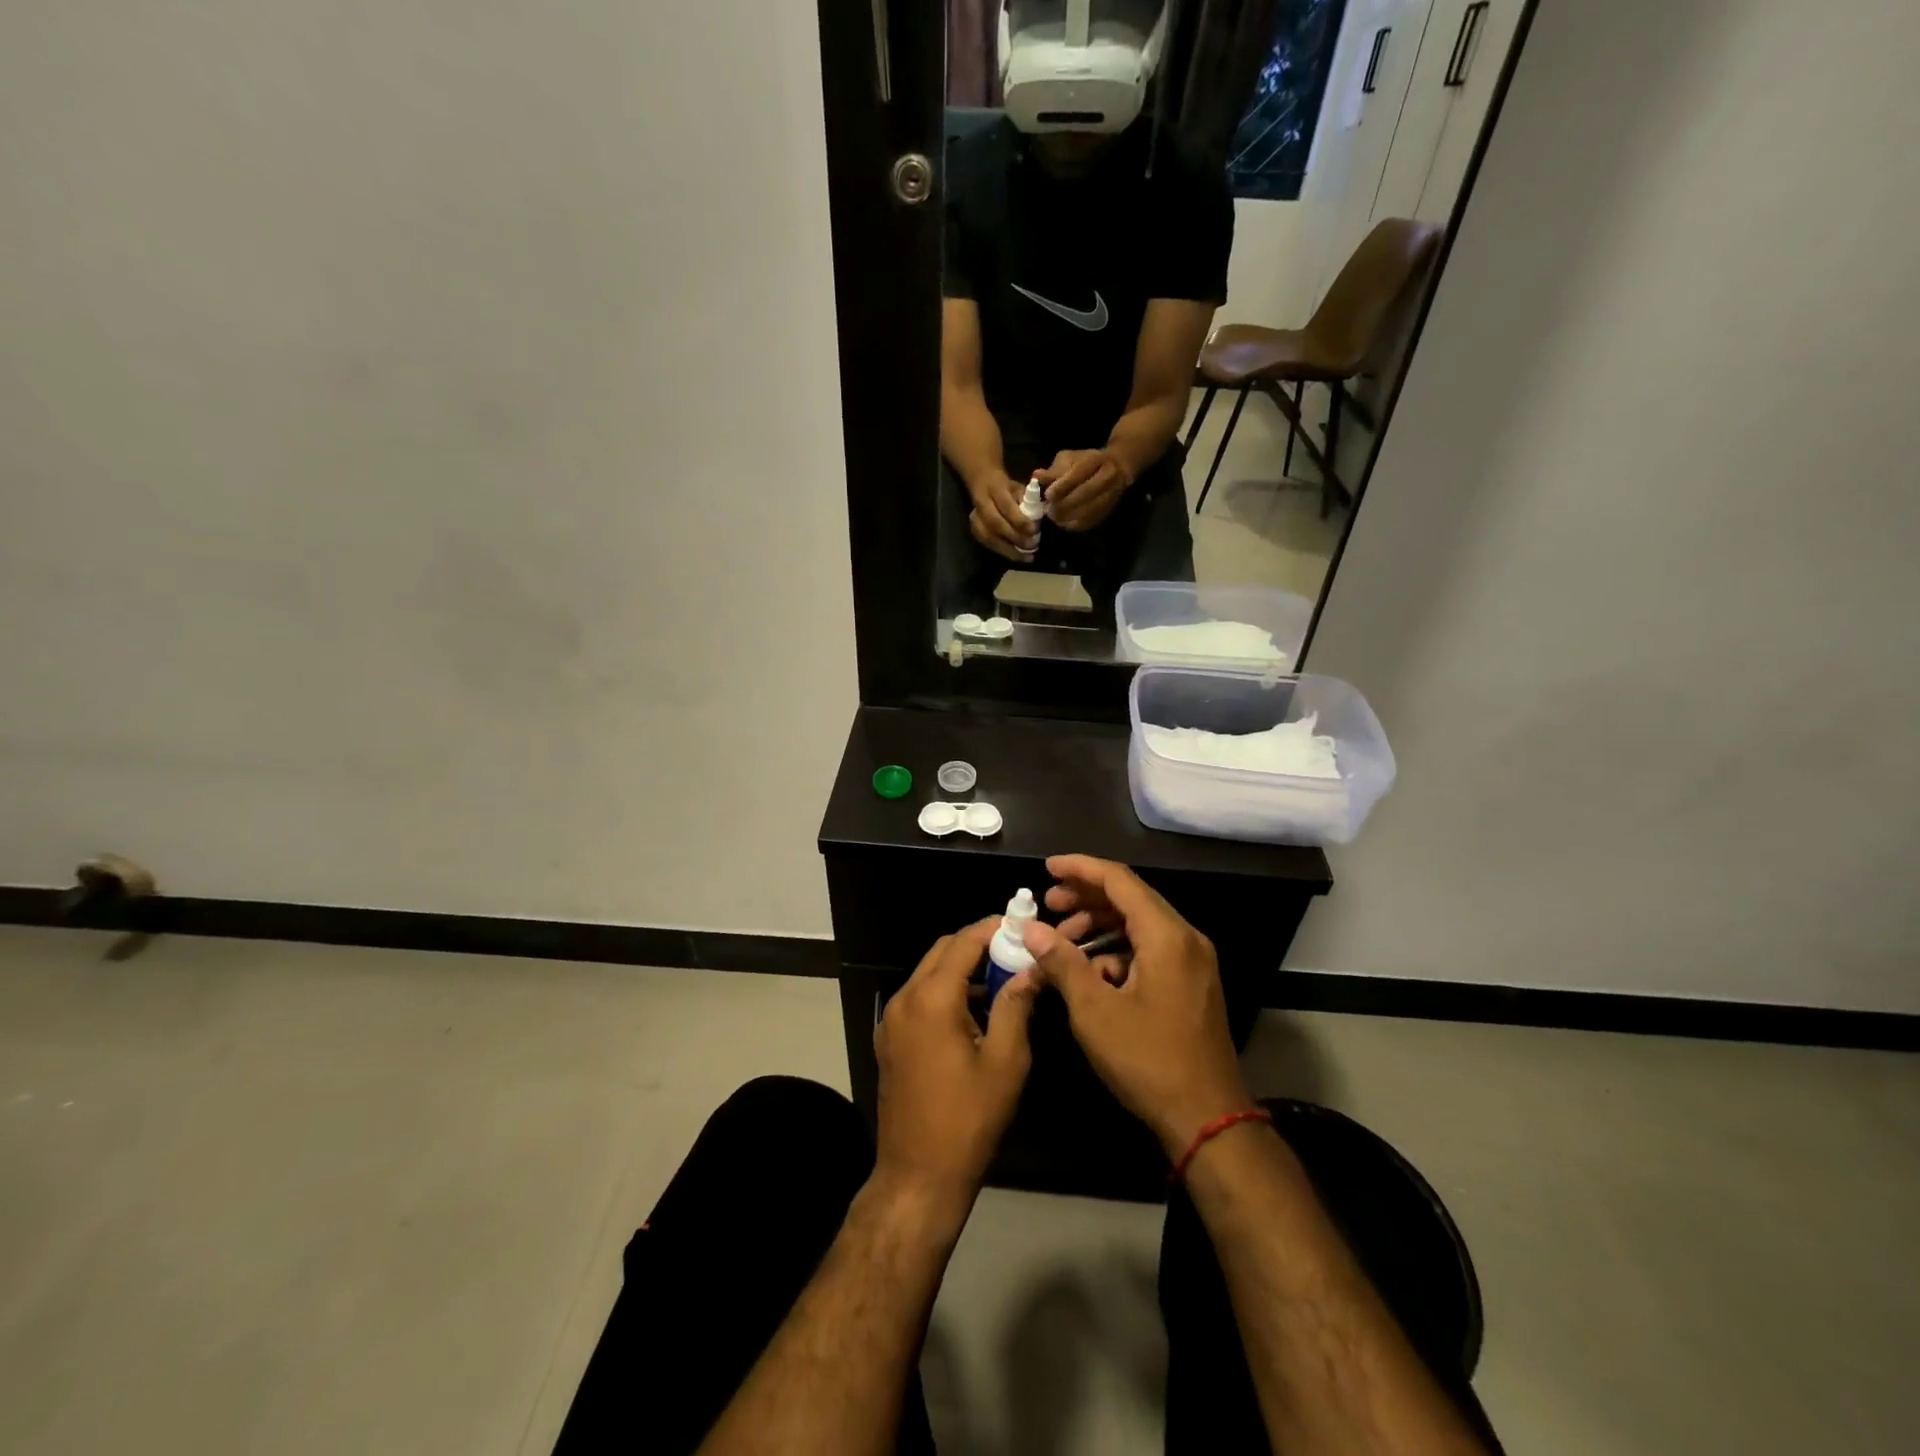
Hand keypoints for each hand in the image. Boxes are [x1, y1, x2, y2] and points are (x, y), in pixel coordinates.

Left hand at [875, 919, 1039, 1214]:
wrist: (918, 1176)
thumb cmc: (969, 1120)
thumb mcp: (1005, 1061)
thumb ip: (1016, 1006)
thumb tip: (1031, 968)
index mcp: (931, 999)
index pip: (962, 943)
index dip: (991, 928)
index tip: (1019, 923)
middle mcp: (904, 999)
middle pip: (941, 952)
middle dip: (976, 944)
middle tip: (1014, 949)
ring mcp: (891, 1020)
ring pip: (927, 973)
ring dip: (961, 967)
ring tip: (1001, 977)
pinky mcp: (889, 1039)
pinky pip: (918, 997)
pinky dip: (944, 990)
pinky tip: (973, 1009)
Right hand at [967, 472, 1039, 561]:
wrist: (983, 485)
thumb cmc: (1006, 488)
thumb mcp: (1018, 487)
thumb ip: (1026, 501)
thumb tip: (1036, 520)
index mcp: (995, 488)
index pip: (1006, 506)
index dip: (1019, 520)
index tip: (1034, 530)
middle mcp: (981, 504)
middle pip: (995, 524)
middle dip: (1015, 537)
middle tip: (1032, 546)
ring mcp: (975, 519)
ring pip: (990, 538)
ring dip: (1010, 550)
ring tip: (1027, 557)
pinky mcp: (974, 531)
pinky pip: (989, 545)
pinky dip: (1004, 552)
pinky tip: (1017, 556)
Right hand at [1023, 855, 1253, 1158]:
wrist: (1208, 1120)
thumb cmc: (1149, 1061)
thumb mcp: (1095, 1011)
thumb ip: (1062, 962)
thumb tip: (1032, 930)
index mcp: (1167, 936)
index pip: (1120, 881)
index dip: (1080, 869)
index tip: (1047, 868)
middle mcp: (1185, 939)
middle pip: (1131, 899)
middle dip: (1086, 898)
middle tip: (1048, 905)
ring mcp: (1192, 962)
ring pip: (1139, 925)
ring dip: (1099, 926)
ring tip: (1062, 940)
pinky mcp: (1191, 984)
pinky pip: (1149, 950)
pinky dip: (1117, 951)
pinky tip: (1090, 972)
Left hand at [1036, 449, 1132, 531]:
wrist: (1117, 468)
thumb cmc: (1086, 462)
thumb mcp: (1069, 459)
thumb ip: (1054, 470)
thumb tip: (1036, 476)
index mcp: (1096, 460)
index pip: (1079, 473)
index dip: (1063, 486)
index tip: (1048, 495)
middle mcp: (1108, 476)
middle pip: (1085, 493)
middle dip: (1064, 504)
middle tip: (1048, 510)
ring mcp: (1111, 494)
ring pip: (1089, 510)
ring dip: (1068, 516)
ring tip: (1054, 517)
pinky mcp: (1109, 510)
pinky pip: (1091, 521)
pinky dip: (1075, 524)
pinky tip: (1063, 522)